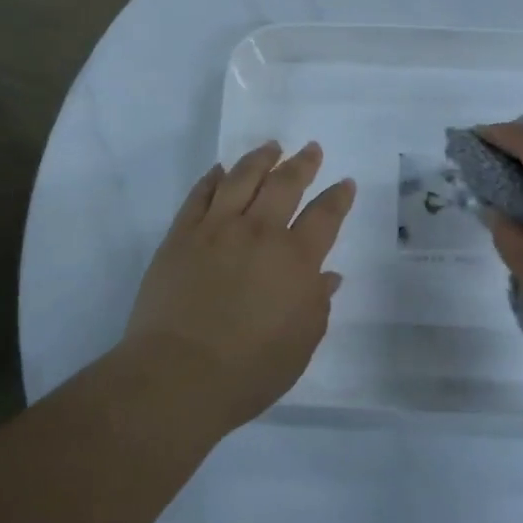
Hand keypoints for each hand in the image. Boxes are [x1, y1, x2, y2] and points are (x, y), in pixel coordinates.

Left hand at [123, 141, 355, 431]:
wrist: (178, 375)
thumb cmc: (249, 370)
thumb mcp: (300, 345)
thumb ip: (317, 304)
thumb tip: (327, 276)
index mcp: (295, 260)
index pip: (324, 216)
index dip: (337, 197)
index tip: (344, 183)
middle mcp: (258, 233)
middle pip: (285, 184)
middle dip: (302, 164)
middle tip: (311, 150)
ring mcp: (216, 229)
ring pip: (241, 178)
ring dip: (260, 159)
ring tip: (271, 147)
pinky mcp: (181, 235)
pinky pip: (199, 195)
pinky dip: (212, 178)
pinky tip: (219, 171)